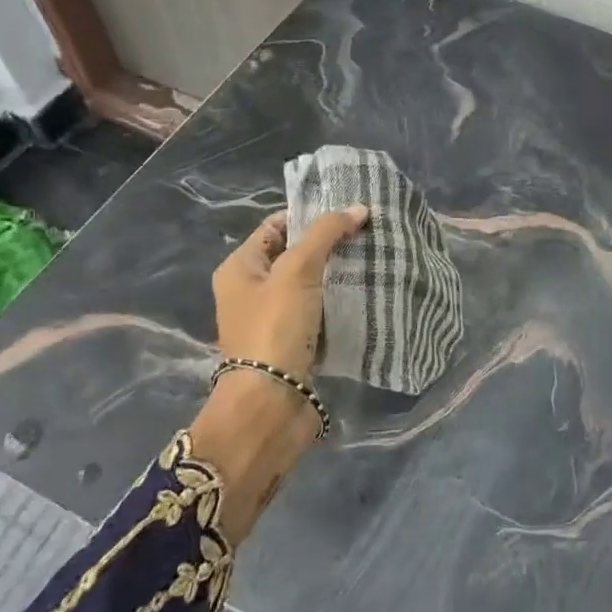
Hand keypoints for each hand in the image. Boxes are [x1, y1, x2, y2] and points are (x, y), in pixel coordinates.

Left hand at [213, 205, 368, 378]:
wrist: (270, 404)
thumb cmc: (275, 327)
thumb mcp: (297, 270)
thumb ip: (326, 234)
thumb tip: (359, 207)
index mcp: (239, 267)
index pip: (276, 225)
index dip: (310, 215)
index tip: (349, 212)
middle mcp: (250, 290)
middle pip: (294, 254)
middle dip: (328, 245)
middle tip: (367, 234)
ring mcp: (271, 319)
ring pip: (309, 284)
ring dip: (336, 274)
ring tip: (372, 259)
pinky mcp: (292, 343)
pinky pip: (317, 312)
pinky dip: (337, 303)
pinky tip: (364, 294)